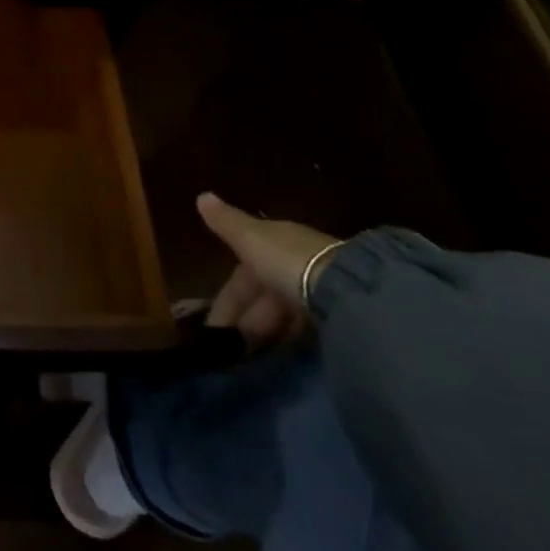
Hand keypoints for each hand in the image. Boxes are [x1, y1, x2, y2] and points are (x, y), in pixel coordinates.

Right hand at [197, 193, 341, 347]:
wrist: (348, 289)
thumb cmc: (288, 260)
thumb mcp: (250, 238)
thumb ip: (226, 222)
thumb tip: (201, 195)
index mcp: (275, 243)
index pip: (243, 273)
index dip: (227, 299)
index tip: (213, 327)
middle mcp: (297, 263)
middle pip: (264, 294)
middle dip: (246, 318)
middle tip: (231, 347)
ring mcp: (321, 291)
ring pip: (284, 312)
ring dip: (267, 330)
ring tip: (252, 355)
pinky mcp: (340, 316)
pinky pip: (304, 327)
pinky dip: (289, 338)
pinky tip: (281, 353)